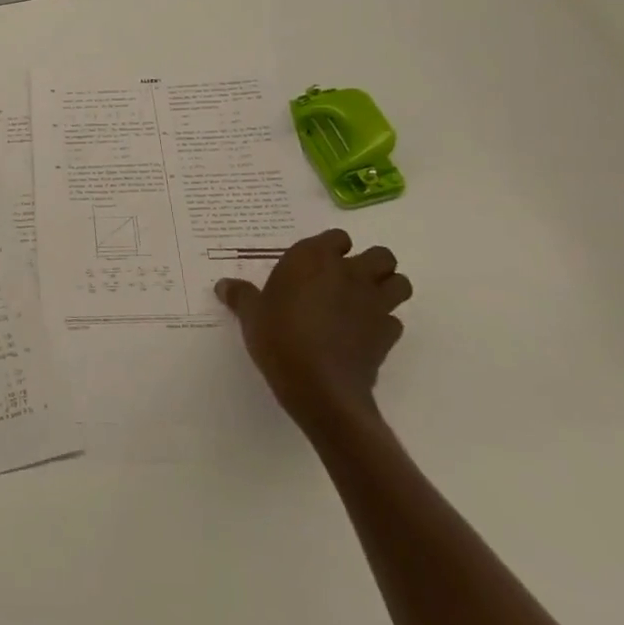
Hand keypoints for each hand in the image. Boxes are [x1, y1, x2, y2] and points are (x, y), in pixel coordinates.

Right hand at [215, 228, 412, 431]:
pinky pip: (394, 321)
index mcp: (314, 259)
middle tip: (346, 280)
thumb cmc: (278, 337)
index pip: (337, 237)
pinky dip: (383, 324)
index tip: (315, 264)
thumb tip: (223, 285)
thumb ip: (240, 296)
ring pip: (400, 283)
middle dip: (371, 264)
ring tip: (364, 302)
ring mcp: (374, 303)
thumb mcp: (250, 315)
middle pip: (381, 255)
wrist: (319, 387)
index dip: (330, 249)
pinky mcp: (388, 335)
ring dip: (387, 288)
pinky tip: (363, 335)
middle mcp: (350, 274)